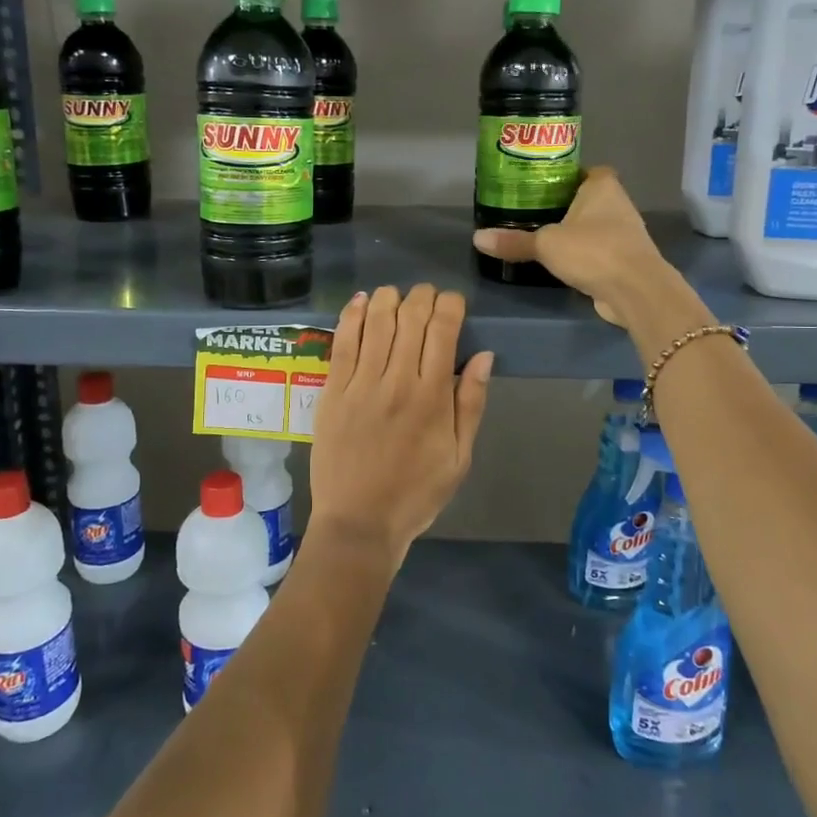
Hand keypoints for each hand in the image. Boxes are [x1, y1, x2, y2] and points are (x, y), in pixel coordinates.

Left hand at [309, 284, 492, 564]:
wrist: (359, 523)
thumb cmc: (416, 494)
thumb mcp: (460, 458)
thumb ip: (471, 404)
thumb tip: (484, 355)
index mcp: (433, 397)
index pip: (443, 331)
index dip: (450, 305)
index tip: (453, 301)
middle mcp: (397, 382)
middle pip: (410, 318)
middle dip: (422, 296)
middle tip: (426, 295)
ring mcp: (360, 385)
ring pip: (375, 323)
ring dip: (388, 298)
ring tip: (396, 293)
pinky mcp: (332, 392)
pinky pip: (342, 343)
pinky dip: (351, 316)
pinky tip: (360, 301)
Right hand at [471, 167, 672, 324]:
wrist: (635, 290)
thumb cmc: (593, 251)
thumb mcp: (546, 244)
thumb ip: (514, 241)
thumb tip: (477, 238)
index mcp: (602, 187)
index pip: (587, 171)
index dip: (568, 176)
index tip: (543, 186)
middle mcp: (618, 204)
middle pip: (589, 199)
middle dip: (567, 205)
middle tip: (534, 212)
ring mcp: (625, 234)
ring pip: (595, 226)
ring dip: (576, 232)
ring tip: (544, 238)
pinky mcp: (626, 260)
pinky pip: (600, 251)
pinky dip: (585, 255)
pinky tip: (564, 263)